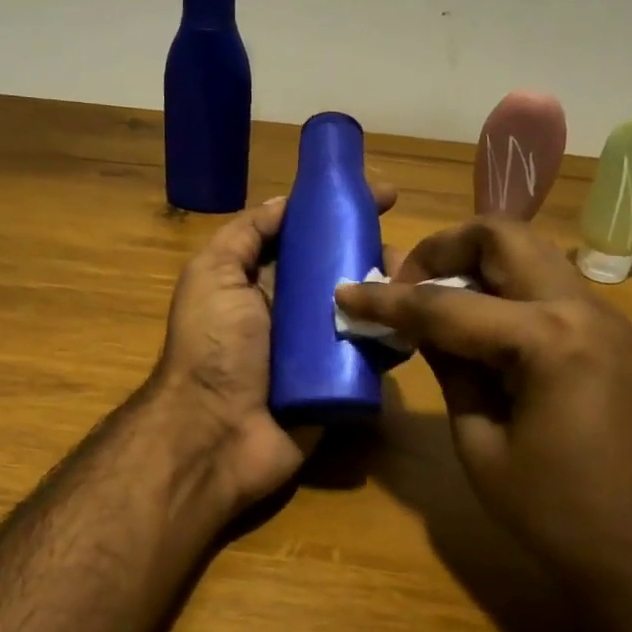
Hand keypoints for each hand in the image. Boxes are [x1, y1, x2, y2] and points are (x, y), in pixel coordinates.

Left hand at [152, 182, 397, 511]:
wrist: (215, 435)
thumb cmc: (212, 347)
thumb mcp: (213, 275)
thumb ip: (245, 235)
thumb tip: (287, 202)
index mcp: (262, 282)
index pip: (309, 236)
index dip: (342, 212)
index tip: (384, 195)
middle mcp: (293, 311)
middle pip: (343, 270)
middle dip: (376, 252)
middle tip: (407, 252)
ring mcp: (319, 350)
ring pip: (366, 310)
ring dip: (393, 293)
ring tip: (417, 284)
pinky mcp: (340, 384)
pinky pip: (374, 355)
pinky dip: (396, 338)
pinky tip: (418, 323)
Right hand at [335, 217, 631, 611]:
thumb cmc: (556, 514)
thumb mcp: (480, 444)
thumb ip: (450, 369)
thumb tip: (418, 326)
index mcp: (546, 340)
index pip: (446, 304)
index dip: (387, 300)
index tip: (345, 292)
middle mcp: (581, 308)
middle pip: (502, 236)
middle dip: (442, 248)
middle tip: (404, 284)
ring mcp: (603, 318)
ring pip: (528, 253)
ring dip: (475, 264)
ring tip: (433, 303)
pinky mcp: (610, 336)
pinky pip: (547, 286)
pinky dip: (504, 288)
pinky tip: (475, 327)